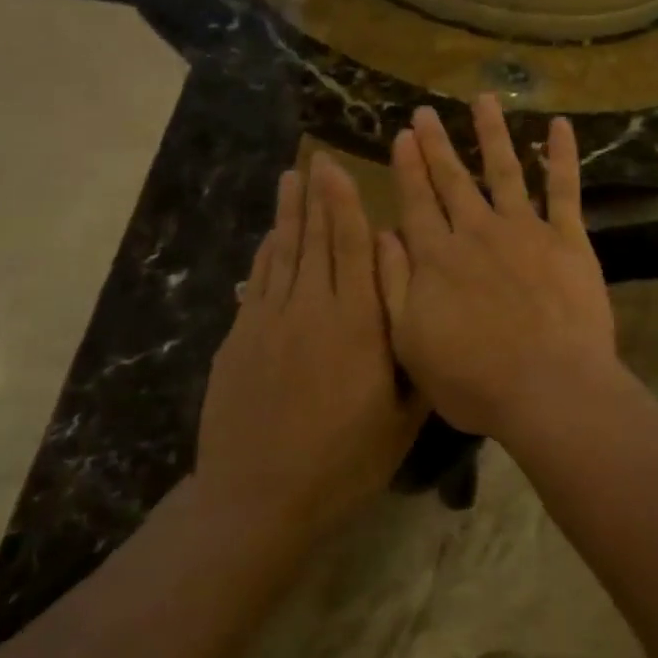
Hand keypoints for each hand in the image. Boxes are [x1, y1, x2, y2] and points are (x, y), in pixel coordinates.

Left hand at [193, 154, 426, 545]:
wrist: (259, 499)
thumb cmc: (345, 460)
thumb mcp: (403, 415)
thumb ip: (413, 349)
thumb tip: (418, 295)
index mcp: (357, 324)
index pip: (352, 247)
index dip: (344, 203)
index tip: (338, 167)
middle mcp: (312, 309)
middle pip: (314, 240)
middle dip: (316, 196)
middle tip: (315, 158)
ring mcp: (268, 321)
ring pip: (282, 254)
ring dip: (288, 214)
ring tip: (290, 179)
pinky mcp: (239, 340)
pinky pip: (256, 282)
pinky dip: (265, 254)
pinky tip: (269, 238)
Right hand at [376, 96, 619, 444]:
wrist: (549, 389)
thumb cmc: (475, 380)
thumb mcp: (411, 342)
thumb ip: (394, 284)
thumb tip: (381, 234)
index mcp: (438, 258)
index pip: (417, 202)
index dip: (408, 168)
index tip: (402, 136)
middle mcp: (478, 232)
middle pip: (453, 180)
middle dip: (437, 145)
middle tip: (425, 112)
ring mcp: (526, 230)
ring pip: (505, 170)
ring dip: (492, 133)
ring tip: (484, 99)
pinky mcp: (568, 239)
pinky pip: (565, 189)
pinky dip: (562, 156)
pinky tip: (560, 126)